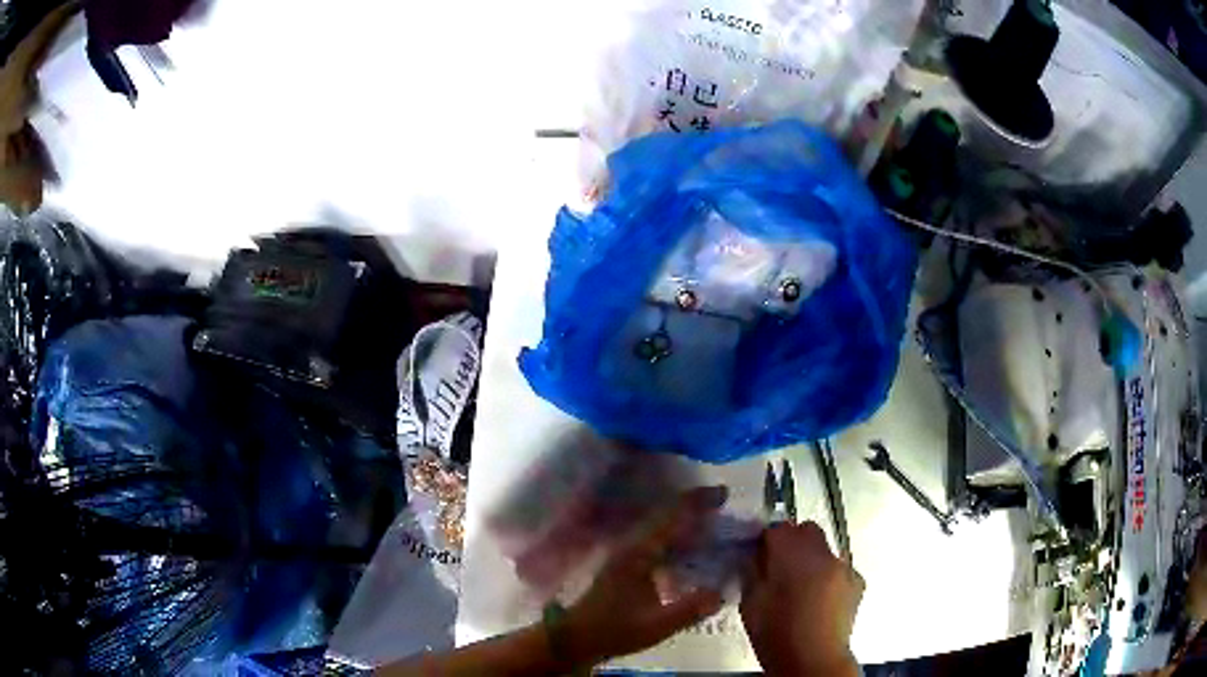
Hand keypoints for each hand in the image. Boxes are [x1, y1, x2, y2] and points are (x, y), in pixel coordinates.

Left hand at [560, 486, 728, 664]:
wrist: (577, 639)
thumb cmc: (614, 631)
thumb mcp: (655, 625)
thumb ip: (690, 609)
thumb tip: (722, 593)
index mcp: (639, 554)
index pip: (672, 518)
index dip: (698, 503)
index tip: (724, 492)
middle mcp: (633, 548)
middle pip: (668, 518)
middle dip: (697, 509)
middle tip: (726, 506)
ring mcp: (629, 556)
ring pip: (664, 531)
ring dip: (688, 524)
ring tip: (717, 526)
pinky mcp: (629, 567)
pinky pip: (660, 545)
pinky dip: (679, 542)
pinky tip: (695, 553)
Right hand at [740, 521, 863, 675]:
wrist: (813, 661)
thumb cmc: (776, 635)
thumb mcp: (750, 604)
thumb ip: (752, 572)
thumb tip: (755, 556)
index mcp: (795, 558)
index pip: (778, 529)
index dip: (765, 540)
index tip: (758, 556)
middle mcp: (825, 555)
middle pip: (806, 530)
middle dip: (791, 542)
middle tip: (778, 568)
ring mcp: (845, 568)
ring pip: (824, 549)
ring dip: (810, 559)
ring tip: (800, 589)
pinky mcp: (858, 582)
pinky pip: (839, 568)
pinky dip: (827, 576)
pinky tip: (818, 600)